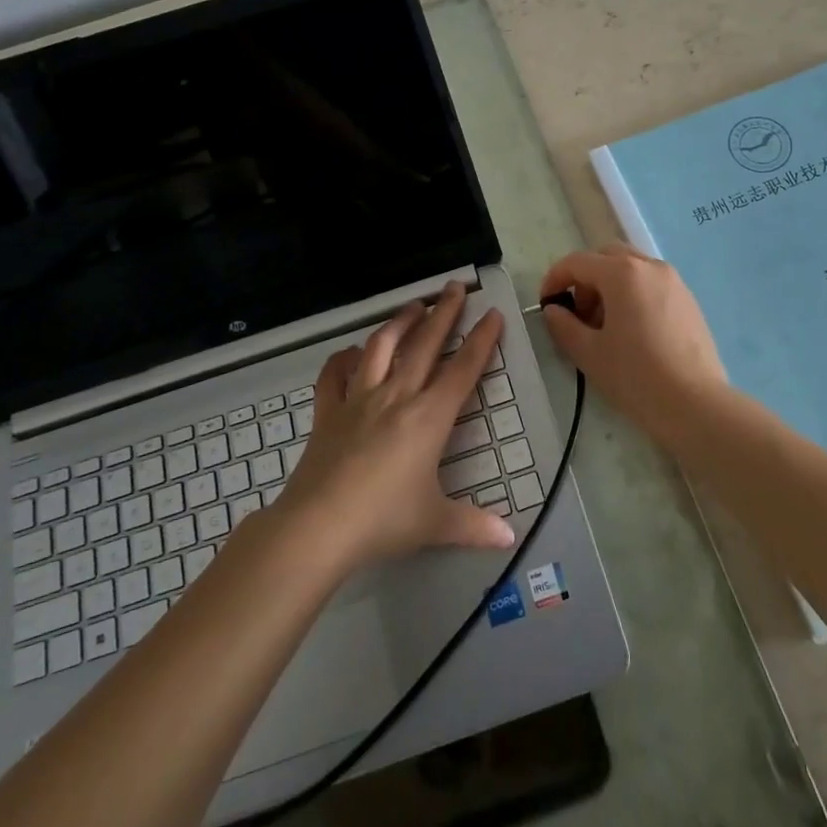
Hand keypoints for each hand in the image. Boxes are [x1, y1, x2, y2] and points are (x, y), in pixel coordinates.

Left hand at [276, 281, 515, 572]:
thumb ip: (473, 526)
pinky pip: (334, 376)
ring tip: (414, 305)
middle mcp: (397, 397)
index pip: (463, 370)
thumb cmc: (383, 521)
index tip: (493, 314)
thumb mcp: (434, 524)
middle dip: (444, 312)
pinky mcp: (328, 412)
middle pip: (425, 344)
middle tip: (456, 286)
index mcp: (429, 418)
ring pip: (382, 347)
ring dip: (399, 322)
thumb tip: (509, 539)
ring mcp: (359, 400)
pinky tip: (350, 352)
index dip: (482, 340)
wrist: (318, 527)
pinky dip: (342, 359)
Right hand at [539, 245, 731, 447]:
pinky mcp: (688, 300)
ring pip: (632, 268)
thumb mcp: (588, 352)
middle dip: (585, 278)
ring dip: (609, 285)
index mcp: (622, 273)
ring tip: (604, 326)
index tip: (546, 304)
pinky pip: (652, 284)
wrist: (695, 404)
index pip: (577, 262)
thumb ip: (563, 325)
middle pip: (607, 256)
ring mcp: (674, 281)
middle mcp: (650, 266)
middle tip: (578, 313)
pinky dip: (633, 294)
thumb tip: (554, 310)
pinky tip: (632, 331)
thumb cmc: (635, 376)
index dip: (555, 279)